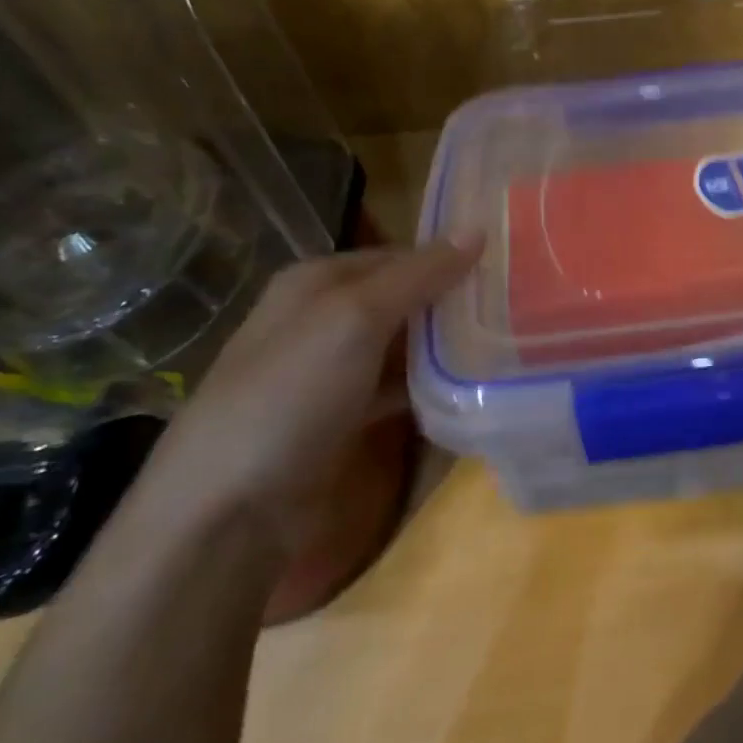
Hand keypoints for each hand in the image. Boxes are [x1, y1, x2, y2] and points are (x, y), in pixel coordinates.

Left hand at [136, 237, 482, 559]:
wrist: (226, 513)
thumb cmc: (290, 396)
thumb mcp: (356, 320)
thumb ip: (419, 275)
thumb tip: (478, 229)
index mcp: (315, 281)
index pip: (400, 255)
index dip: (449, 260)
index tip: (506, 271)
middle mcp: (320, 317)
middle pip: (401, 298)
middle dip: (451, 304)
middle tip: (516, 308)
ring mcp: (327, 371)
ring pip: (400, 344)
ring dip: (443, 347)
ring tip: (505, 344)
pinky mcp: (339, 417)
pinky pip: (393, 387)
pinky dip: (425, 386)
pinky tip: (466, 389)